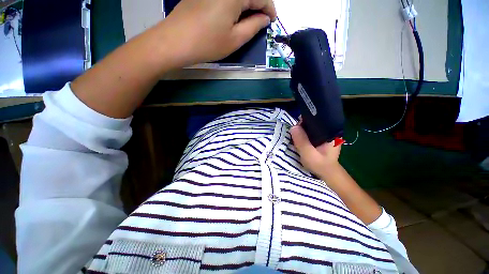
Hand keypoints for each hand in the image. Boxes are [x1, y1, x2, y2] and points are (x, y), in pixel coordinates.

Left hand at [159, 0, 276, 66]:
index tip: (272, 20)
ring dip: (246, 5)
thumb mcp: (235, 39)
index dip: (269, 8)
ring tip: (249, 20)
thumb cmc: (208, 43)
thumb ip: (254, 27)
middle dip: (259, 6)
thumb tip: (264, 19)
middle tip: (262, 20)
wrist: (175, 41)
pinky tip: (234, 15)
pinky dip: (234, 4)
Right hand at [290, 124, 341, 177]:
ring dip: (301, 130)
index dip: (305, 120)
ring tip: (295, 137)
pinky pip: (310, 132)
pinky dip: (303, 134)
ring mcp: (325, 134)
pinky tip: (299, 139)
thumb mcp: (309, 154)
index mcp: (331, 132)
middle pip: (313, 122)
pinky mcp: (320, 138)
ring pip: (310, 127)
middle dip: (302, 126)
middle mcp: (329, 130)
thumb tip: (293, 127)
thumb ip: (301, 141)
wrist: (326, 173)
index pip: (317, 119)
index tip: (296, 127)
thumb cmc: (320, 165)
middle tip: (294, 134)